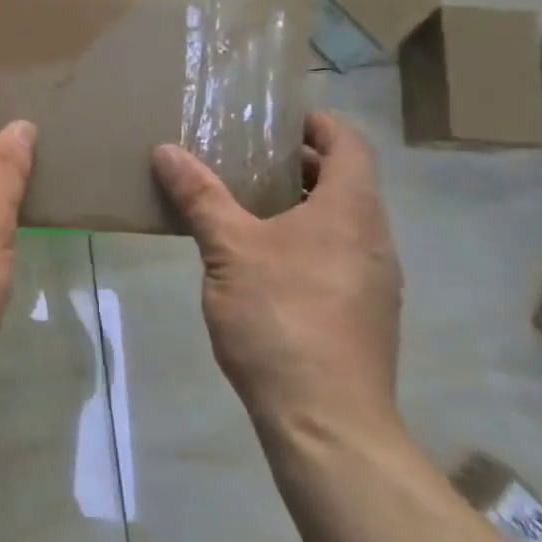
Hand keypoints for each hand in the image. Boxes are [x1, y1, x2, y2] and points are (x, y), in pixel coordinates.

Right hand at [151, 111, 402, 444]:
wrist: (326, 421)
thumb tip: (166, 150)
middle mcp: (374, 239)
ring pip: (343, 223)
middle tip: (249, 159)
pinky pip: (339, 257)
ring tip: (248, 207)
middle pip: (347, 182)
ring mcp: (375, 281)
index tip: (280, 119)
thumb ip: (200, 196)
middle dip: (301, 165)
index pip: (350, 145)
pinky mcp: (365, 315)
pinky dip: (307, 241)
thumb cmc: (280, 318)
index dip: (319, 124)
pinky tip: (263, 262)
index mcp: (351, 211)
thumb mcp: (228, 249)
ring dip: (302, 205)